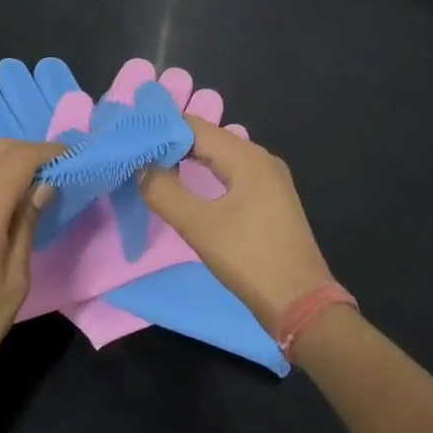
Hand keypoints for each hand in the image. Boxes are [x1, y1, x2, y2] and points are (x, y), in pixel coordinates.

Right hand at [139, 118, 333, 336]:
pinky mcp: (270, 200)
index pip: (195, 127)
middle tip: (136, 153)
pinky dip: (206, 173)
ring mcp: (269, 180)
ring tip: (153, 166)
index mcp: (248, 157)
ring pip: (220, 156)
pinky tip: (187, 185)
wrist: (302, 305)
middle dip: (172, 143)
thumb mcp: (199, 226)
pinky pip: (231, 174)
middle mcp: (261, 159)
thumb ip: (164, 192)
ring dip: (188, 159)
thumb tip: (141, 166)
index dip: (161, 130)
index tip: (130, 139)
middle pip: (208, 138)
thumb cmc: (250, 260)